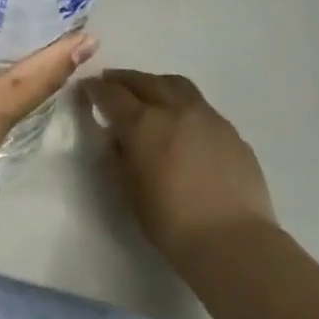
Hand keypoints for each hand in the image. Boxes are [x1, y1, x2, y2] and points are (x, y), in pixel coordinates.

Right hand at [82, 70, 276, 264]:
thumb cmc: (170, 221)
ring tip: (147, 92)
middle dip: (123, 79)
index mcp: (142, 123)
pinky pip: (200, 106)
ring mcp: (207, 117)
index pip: (112, 94)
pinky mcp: (230, 131)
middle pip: (144, 81)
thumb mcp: (129, 189)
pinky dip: (182, 104)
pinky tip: (181, 122)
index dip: (95, 89)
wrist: (232, 239)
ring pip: (176, 85)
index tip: (86, 88)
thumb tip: (119, 138)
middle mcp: (174, 109)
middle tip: (111, 82)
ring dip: (155, 84)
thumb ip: (120, 156)